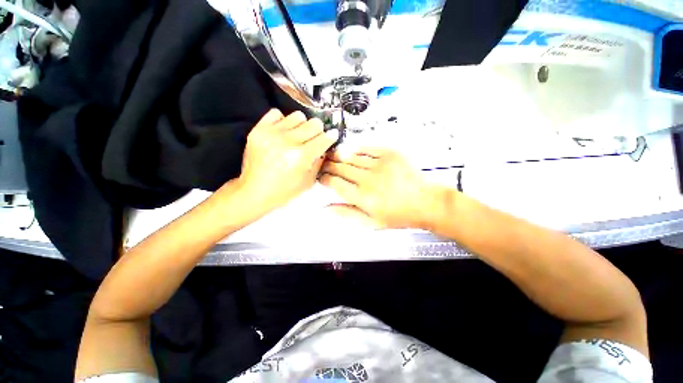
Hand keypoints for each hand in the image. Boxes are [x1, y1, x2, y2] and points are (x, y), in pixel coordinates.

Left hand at [234, 109, 338, 213]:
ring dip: (302, 125)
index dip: (331, 137)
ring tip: (297, 136)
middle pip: (314, 123)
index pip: (324, 138)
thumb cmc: (284, 190)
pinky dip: (283, 121)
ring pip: (298, 116)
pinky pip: (276, 113)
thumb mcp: (308, 182)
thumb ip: (319, 162)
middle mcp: (288, 141)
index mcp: (301, 156)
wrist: (254, 191)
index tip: (331, 136)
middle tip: (314, 139)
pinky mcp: (258, 130)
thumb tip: (323, 148)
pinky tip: (282, 132)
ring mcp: (272, 134)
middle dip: (318, 131)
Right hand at [320, 148, 438, 228]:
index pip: (336, 183)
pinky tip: (352, 152)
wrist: (424, 202)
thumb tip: (326, 207)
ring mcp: (380, 164)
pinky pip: (367, 148)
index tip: (322, 177)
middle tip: (324, 164)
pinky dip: (357, 150)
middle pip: (341, 168)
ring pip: (352, 157)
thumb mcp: (370, 222)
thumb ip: (346, 213)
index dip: (325, 178)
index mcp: (363, 197)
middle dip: (329, 165)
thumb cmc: (398, 215)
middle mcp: (369, 179)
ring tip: (333, 156)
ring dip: (340, 156)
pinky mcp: (390, 154)